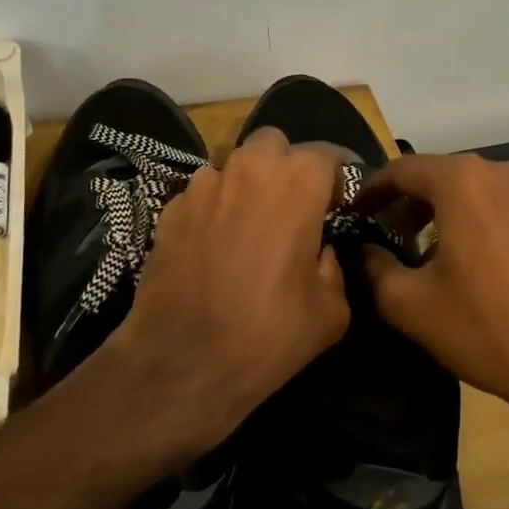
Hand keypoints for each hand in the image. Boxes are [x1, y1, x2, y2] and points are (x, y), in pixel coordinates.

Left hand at [105, 127, 349, 452]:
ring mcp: (203, 185)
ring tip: (246, 226)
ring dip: (246, 185)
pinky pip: (201, 193)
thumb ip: (334, 266)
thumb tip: (320, 251)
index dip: (336, 179)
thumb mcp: (331, 311)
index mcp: (297, 183)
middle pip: (274, 144)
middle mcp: (249, 169)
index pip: (328, 154)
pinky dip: (212, 208)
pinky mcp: (170, 208)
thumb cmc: (268, 335)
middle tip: (291, 207)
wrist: (181, 363)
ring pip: (233, 165)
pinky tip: (211, 245)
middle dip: (286, 166)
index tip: (338, 205)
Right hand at [356, 154, 508, 437]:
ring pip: (477, 192)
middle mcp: (503, 172)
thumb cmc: (487, 327)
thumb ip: (373, 268)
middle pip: (442, 177)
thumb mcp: (411, 305)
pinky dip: (485, 223)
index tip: (355, 214)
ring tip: (433, 254)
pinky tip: (482, 263)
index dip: (372, 191)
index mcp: (463, 181)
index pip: (402, 170)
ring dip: (449, 214)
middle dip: (410, 205)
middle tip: (389, 239)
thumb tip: (363, 251)